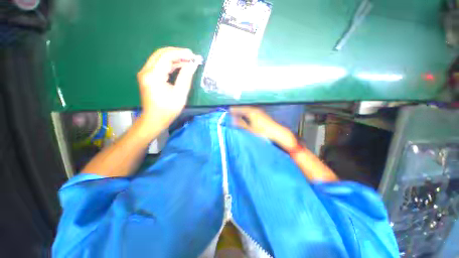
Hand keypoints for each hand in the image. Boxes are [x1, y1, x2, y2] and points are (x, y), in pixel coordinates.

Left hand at [137, 47, 201, 127]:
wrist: (154, 119)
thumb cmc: (168, 109)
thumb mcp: (180, 94)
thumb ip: (186, 77)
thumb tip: (193, 65)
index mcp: (153, 76)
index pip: (166, 56)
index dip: (181, 53)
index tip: (193, 56)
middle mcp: (146, 71)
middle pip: (161, 53)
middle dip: (177, 53)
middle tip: (191, 56)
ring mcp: (145, 73)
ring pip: (160, 58)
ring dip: (174, 58)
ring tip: (188, 60)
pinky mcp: (147, 76)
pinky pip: (159, 65)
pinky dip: (170, 64)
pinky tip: (180, 66)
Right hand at [230, 106, 296, 149]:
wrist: (277, 133)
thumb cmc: (263, 132)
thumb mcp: (250, 129)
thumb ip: (240, 124)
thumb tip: (232, 121)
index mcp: (251, 112)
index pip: (239, 109)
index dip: (233, 110)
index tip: (228, 111)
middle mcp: (255, 110)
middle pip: (243, 108)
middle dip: (237, 110)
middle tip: (231, 113)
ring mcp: (259, 111)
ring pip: (247, 110)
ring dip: (242, 112)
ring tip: (236, 115)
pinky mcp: (262, 114)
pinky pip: (251, 112)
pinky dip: (246, 113)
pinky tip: (245, 117)